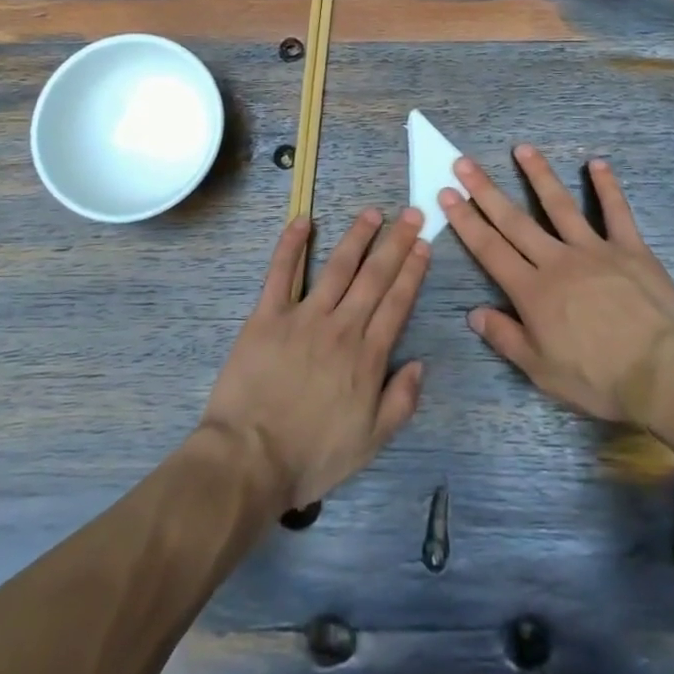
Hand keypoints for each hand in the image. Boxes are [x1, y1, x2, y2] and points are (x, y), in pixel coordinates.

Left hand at [202, 208, 430, 512]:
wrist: (250, 459)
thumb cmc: (311, 456)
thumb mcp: (370, 442)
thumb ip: (400, 401)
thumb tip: (419, 363)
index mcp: (367, 356)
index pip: (397, 303)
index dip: (413, 271)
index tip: (424, 244)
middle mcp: (341, 327)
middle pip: (374, 277)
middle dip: (396, 243)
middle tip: (412, 214)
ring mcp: (303, 317)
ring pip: (337, 267)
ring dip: (357, 237)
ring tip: (373, 213)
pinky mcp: (267, 316)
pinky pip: (281, 272)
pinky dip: (291, 244)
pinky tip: (303, 220)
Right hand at [443, 146, 673, 423]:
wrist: (662, 372)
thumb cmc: (598, 378)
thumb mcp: (542, 371)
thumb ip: (506, 337)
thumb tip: (473, 313)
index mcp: (532, 291)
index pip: (490, 249)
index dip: (466, 220)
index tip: (447, 193)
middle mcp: (557, 260)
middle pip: (515, 220)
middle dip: (486, 190)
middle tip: (464, 162)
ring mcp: (594, 249)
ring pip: (560, 205)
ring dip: (539, 175)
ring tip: (522, 149)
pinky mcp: (630, 249)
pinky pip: (617, 212)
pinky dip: (607, 186)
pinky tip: (597, 163)